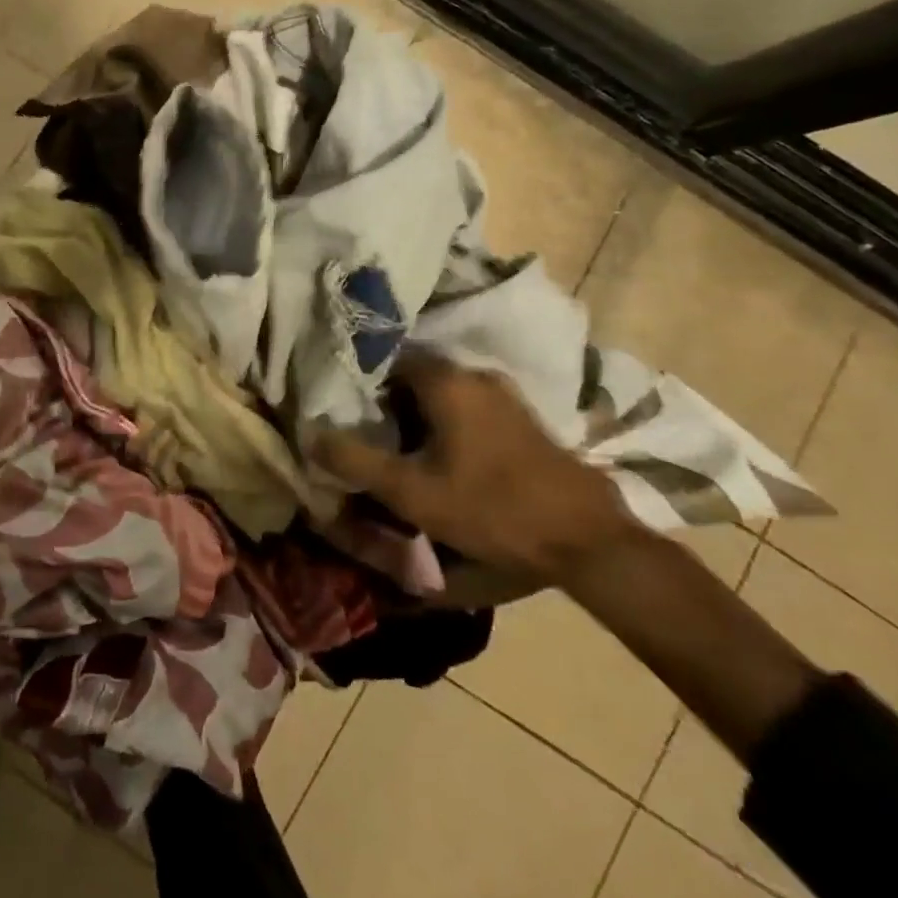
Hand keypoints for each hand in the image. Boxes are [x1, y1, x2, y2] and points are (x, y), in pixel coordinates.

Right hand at [313, 357, 636, 583]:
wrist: (586, 539)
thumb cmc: (490, 507)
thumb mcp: (412, 492)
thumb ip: (356, 461)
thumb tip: (310, 434)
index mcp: (445, 379)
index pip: (387, 359)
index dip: (362, 383)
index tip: (348, 412)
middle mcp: (475, 373)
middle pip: (415, 375)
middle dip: (390, 401)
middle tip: (372, 435)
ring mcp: (505, 394)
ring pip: (445, 392)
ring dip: (421, 414)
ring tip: (403, 450)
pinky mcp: (524, 418)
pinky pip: (470, 407)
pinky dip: (449, 423)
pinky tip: (446, 457)